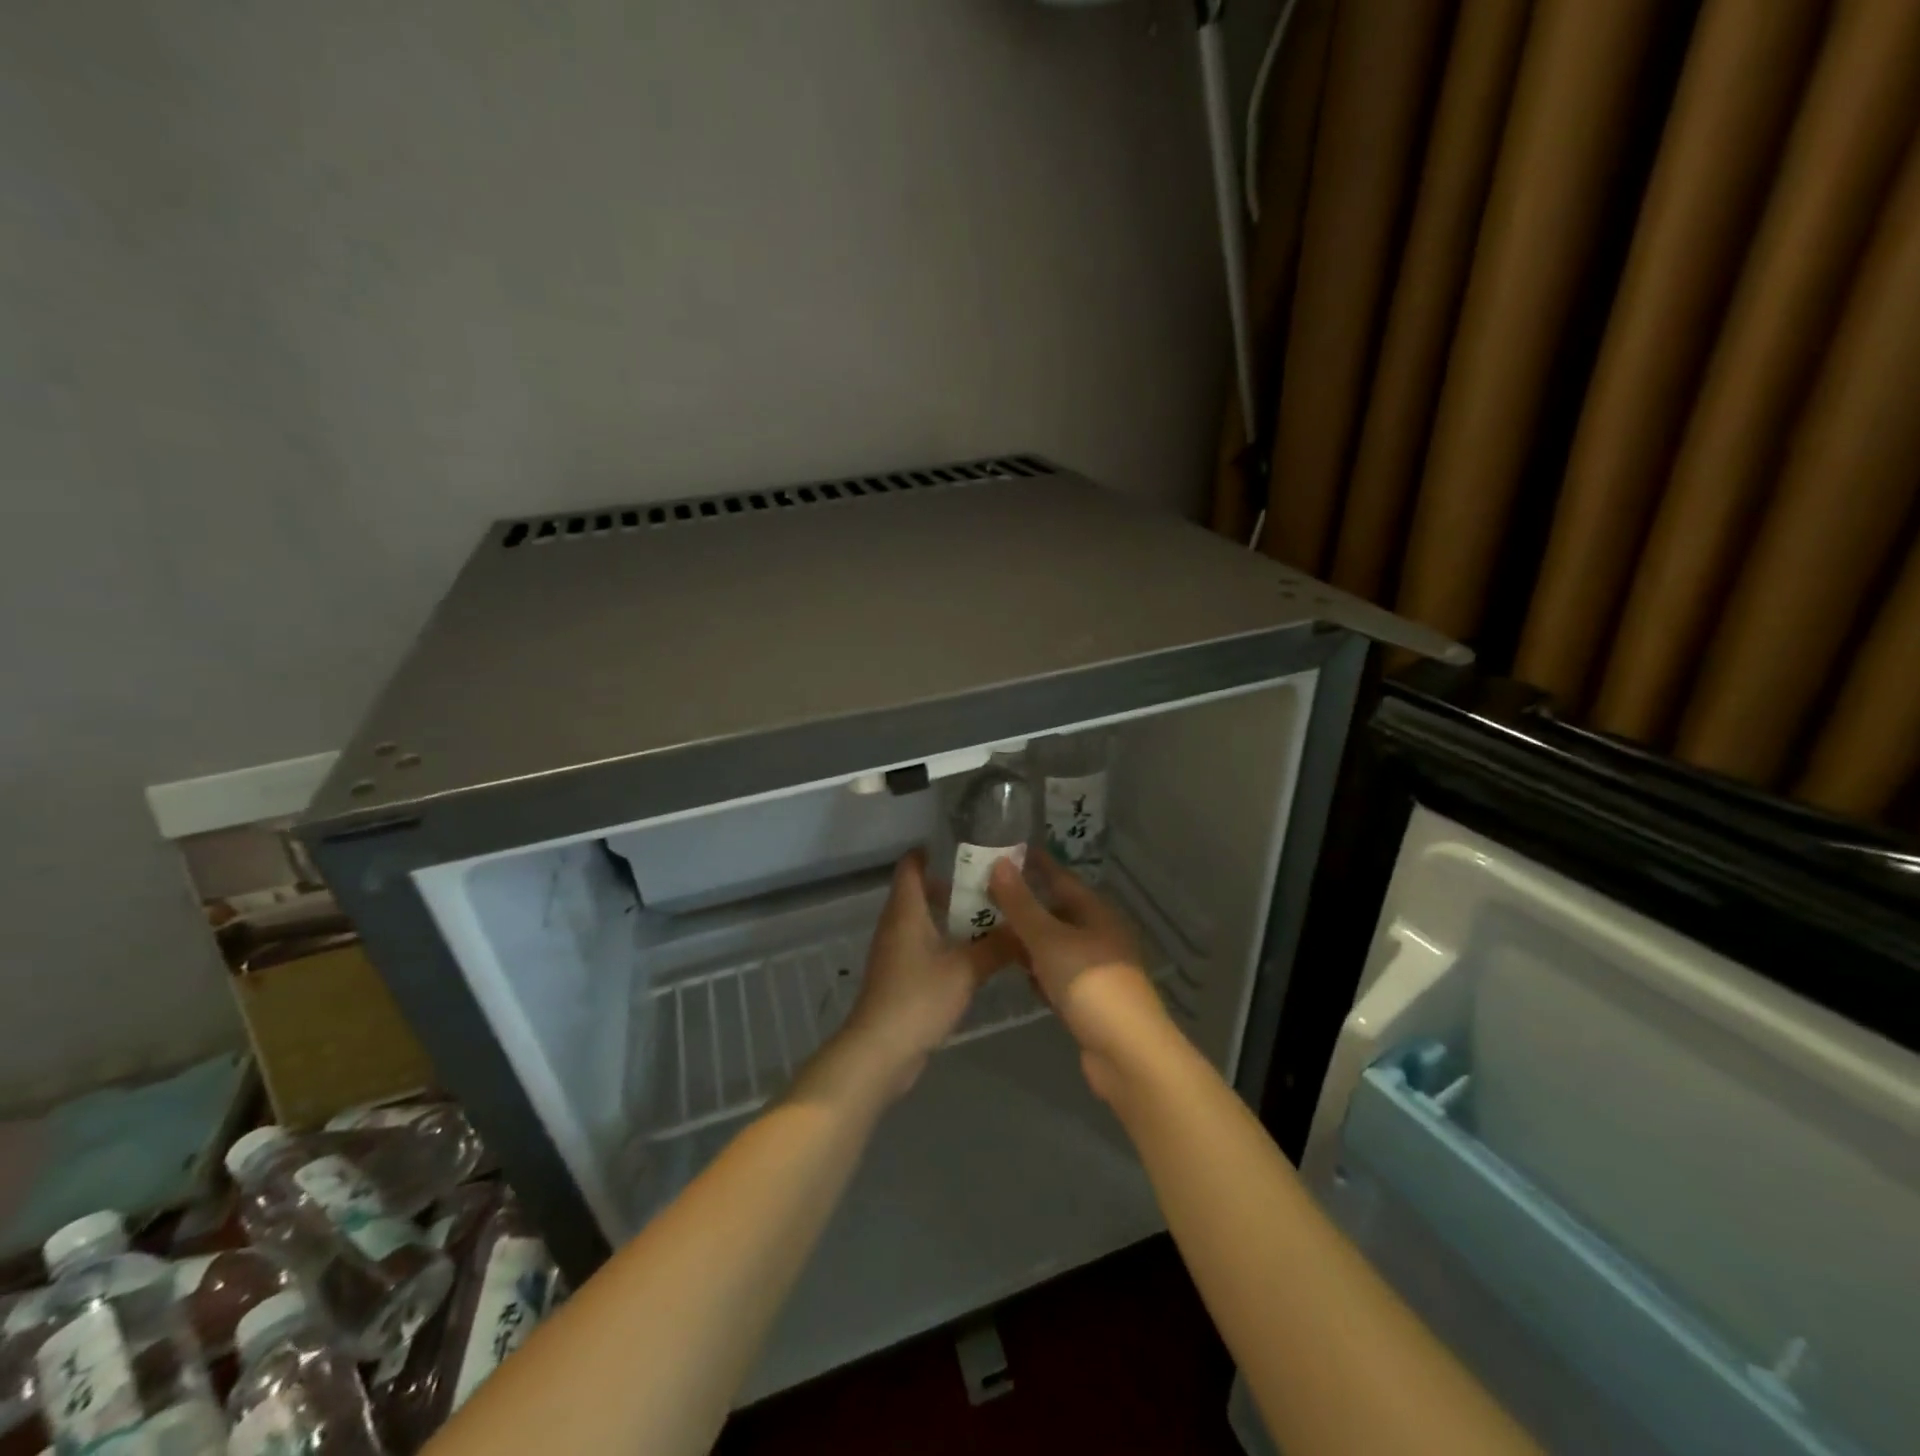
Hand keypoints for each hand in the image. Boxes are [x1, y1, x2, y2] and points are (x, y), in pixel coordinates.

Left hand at [841, 852, 1012, 1097]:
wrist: (880, 1051)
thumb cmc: (918, 998)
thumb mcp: (966, 970)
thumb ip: (997, 947)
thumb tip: (1027, 929)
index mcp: (906, 910)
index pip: (912, 865)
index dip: (933, 851)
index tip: (967, 848)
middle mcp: (896, 924)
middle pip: (920, 891)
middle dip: (953, 884)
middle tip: (991, 884)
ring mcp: (894, 951)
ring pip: (923, 920)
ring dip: (951, 915)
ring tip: (990, 917)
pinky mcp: (899, 976)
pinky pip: (923, 945)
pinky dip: (945, 940)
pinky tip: (973, 954)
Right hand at [988, 853, 1171, 1101]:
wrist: (1127, 1053)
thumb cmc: (1089, 984)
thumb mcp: (1049, 939)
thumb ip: (1021, 904)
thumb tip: (999, 863)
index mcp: (1096, 911)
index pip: (1060, 877)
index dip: (1033, 864)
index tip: (1002, 852)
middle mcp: (1098, 934)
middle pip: (1055, 911)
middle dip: (1023, 904)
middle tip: (983, 896)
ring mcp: (1095, 968)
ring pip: (1054, 944)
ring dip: (1026, 939)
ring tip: (988, 932)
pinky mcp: (1089, 999)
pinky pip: (1057, 974)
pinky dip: (1038, 971)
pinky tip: (1017, 974)